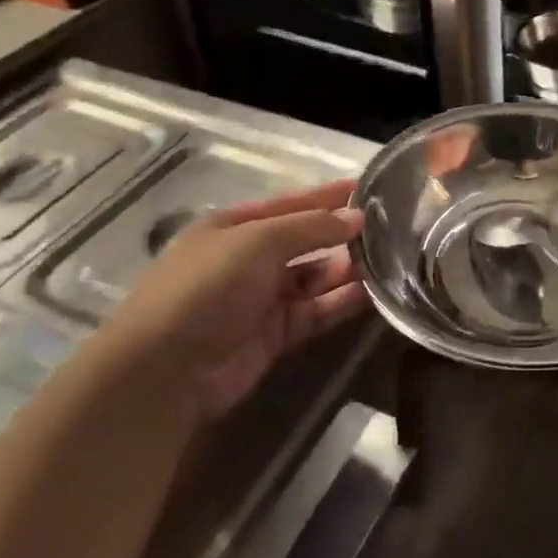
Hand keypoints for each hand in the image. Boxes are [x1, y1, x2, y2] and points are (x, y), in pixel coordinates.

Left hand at [104, 179, 364, 414]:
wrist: (166, 370)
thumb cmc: (208, 287)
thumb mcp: (259, 241)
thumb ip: (311, 227)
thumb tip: (357, 218)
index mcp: (234, 227)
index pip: (290, 204)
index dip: (327, 196)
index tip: (368, 188)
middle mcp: (249, 259)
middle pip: (305, 241)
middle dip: (341, 234)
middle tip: (390, 228)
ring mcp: (262, 298)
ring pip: (315, 277)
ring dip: (347, 268)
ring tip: (391, 258)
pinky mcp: (276, 335)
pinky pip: (316, 311)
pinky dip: (342, 301)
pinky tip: (374, 292)